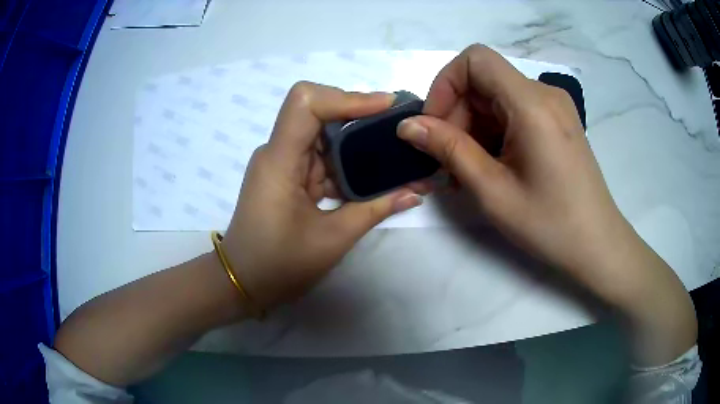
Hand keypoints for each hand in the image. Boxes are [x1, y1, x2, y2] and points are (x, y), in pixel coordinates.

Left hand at [222, 82, 426, 309]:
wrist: (243, 281)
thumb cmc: (279, 265)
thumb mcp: (332, 239)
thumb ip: (375, 210)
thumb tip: (415, 191)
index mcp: (280, 161)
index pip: (306, 103)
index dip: (347, 96)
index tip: (386, 106)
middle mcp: (278, 152)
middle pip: (318, 111)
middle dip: (359, 114)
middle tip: (397, 125)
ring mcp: (283, 163)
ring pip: (322, 133)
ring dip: (357, 139)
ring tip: (394, 148)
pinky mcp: (288, 175)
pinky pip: (321, 156)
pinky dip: (347, 162)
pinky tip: (373, 173)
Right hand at [397, 44, 695, 364]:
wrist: (597, 245)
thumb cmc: (550, 224)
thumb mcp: (493, 190)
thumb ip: (449, 149)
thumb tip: (408, 126)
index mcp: (532, 103)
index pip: (475, 59)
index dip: (446, 83)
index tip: (435, 125)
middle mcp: (544, 94)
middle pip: (484, 80)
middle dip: (456, 113)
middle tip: (447, 160)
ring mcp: (553, 107)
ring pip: (496, 97)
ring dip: (473, 126)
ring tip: (466, 170)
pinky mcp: (556, 121)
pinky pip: (513, 111)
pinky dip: (493, 131)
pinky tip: (490, 165)